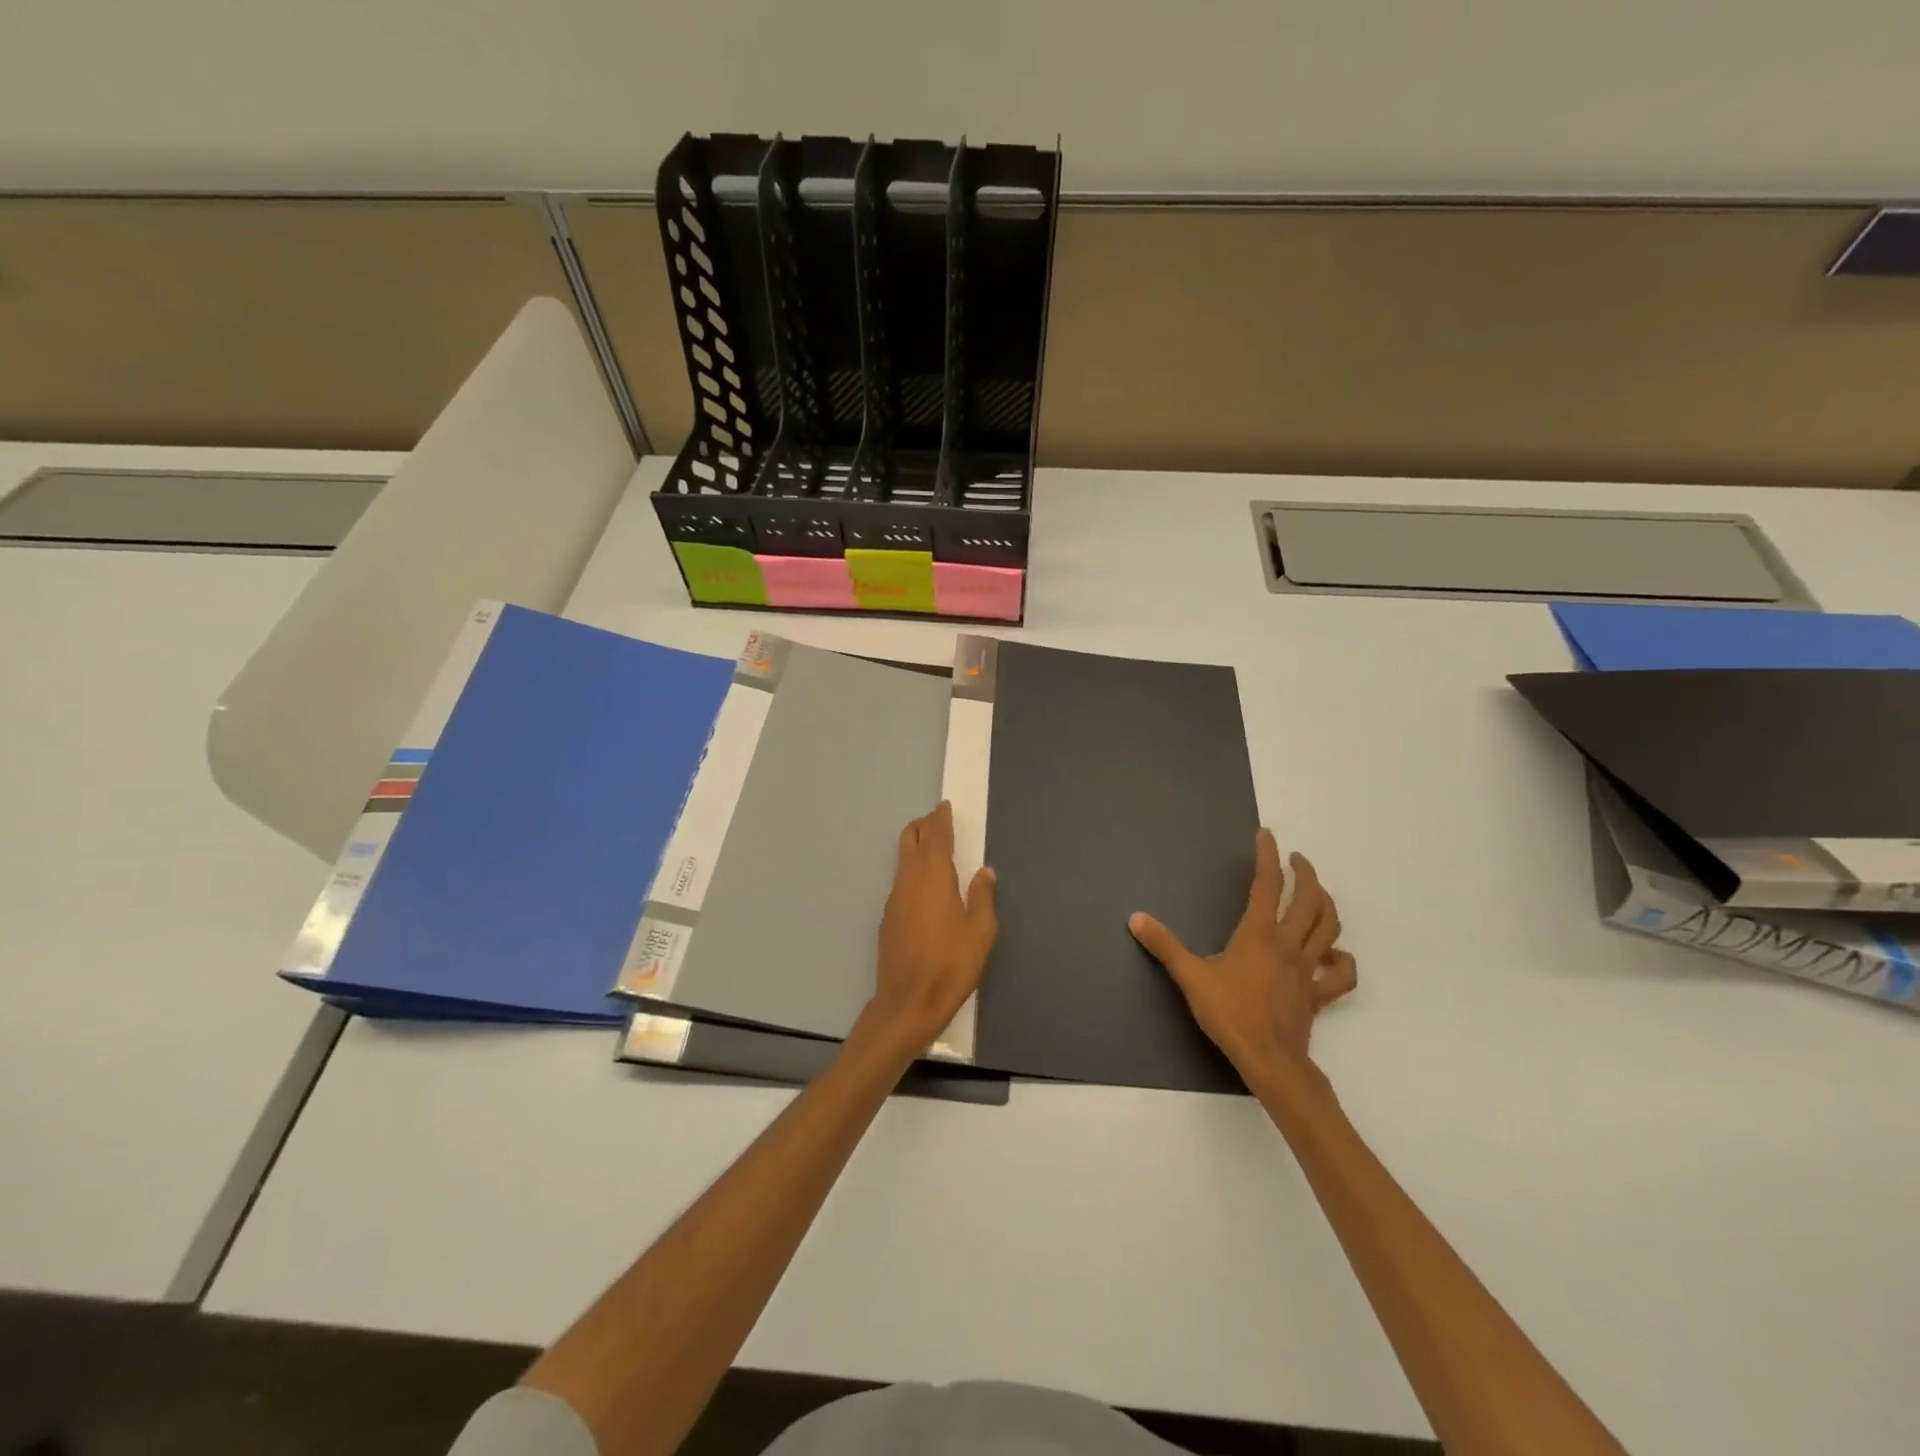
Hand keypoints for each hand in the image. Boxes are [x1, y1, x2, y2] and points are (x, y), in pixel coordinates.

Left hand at [867, 801, 997, 1053]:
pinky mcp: (888, 918)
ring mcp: (894, 899)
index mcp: (934, 877)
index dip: (940, 820)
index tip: (944, 807)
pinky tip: (923, 885)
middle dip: (923, 826)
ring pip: (902, 860)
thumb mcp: (980, 931)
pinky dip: (911, 869)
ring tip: (931, 847)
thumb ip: (982, 897)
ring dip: (915, 846)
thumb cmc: (951, 965)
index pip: (936, 837)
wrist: (908, 1002)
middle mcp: (909, 880)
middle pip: (910, 840)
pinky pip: (900, 880)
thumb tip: (984, 872)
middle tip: (937, 821)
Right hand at [1129, 829, 1356, 1079]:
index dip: (1267, 856)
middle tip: (1297, 860)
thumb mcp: (1190, 976)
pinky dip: (1341, 960)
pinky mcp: (1317, 994)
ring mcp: (1307, 969)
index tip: (1266, 835)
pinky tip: (1333, 955)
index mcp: (1259, 934)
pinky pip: (1340, 974)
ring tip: (1316, 893)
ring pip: (1329, 928)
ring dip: (1326, 905)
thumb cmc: (1229, 1013)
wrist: (1269, 1059)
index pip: (1267, 884)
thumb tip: (1136, 917)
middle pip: (1309, 900)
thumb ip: (1164, 945)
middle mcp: (1288, 944)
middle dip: (1306, 873)